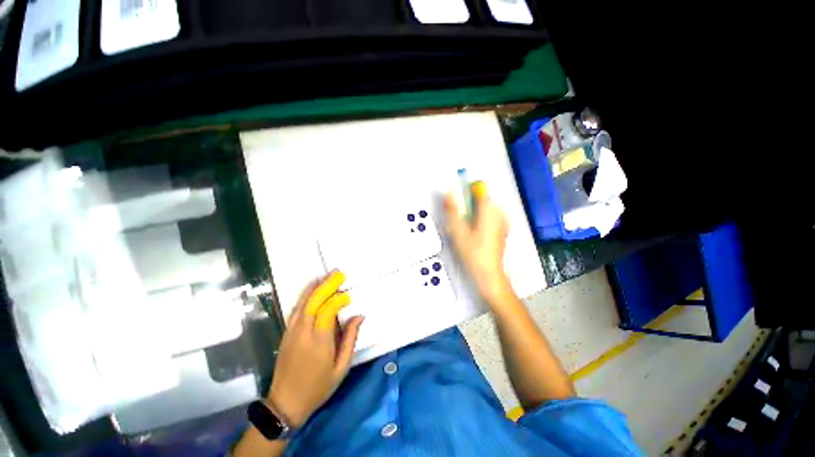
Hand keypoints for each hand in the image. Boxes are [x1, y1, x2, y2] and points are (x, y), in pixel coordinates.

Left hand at [266, 271, 363, 427]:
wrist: (285, 404)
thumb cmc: (318, 387)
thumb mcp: (341, 367)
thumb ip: (350, 339)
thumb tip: (359, 316)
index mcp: (319, 342)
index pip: (327, 311)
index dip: (338, 299)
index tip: (348, 296)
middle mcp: (304, 332)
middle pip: (314, 301)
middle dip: (327, 285)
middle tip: (339, 273)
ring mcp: (292, 332)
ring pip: (303, 302)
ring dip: (316, 287)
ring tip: (327, 276)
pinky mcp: (286, 333)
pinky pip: (297, 309)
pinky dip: (306, 296)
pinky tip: (313, 289)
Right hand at [444, 181, 511, 302]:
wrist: (488, 273)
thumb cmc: (474, 253)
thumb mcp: (458, 230)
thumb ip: (453, 209)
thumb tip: (450, 192)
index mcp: (489, 210)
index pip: (478, 189)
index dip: (465, 194)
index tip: (459, 205)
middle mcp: (499, 213)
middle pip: (480, 200)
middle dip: (468, 208)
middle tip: (461, 224)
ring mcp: (502, 222)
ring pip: (484, 210)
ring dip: (474, 215)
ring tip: (468, 232)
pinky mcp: (502, 229)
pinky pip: (489, 218)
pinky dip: (480, 222)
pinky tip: (475, 236)